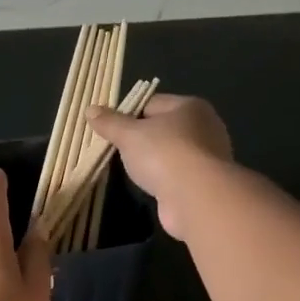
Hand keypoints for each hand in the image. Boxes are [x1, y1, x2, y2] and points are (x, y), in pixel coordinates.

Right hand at [86, 93, 233, 239]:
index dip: (127, 113)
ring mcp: (209, 156)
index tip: (109, 129)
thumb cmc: (163, 154)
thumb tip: (91, 109)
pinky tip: (150, 185)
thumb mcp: (129, 134)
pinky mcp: (206, 181)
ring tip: (130, 169)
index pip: (151, 103)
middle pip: (162, 127)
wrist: (196, 197)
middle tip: (116, 149)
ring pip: (170, 152)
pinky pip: (177, 173)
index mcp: (190, 106)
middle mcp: (205, 126)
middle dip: (140, 138)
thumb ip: (110, 122)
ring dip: (153, 160)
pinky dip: (163, 178)